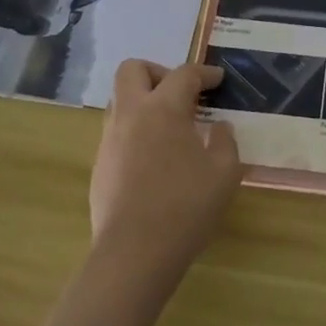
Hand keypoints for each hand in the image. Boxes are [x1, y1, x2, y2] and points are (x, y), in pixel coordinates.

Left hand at [89, 60, 241, 274]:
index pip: (184, 74)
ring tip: (169, 127)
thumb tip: (219, 128)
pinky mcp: (99, 167)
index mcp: (163, 109)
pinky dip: (136, 132)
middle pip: (132, 70)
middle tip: (180, 94)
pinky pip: (116, 133)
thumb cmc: (186, 207)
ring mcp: (109, 140)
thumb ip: (225, 142)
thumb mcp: (225, 173)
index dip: (204, 73)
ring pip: (120, 101)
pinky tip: (154, 159)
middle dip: (157, 72)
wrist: (134, 255)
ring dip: (143, 102)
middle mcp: (131, 115)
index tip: (218, 80)